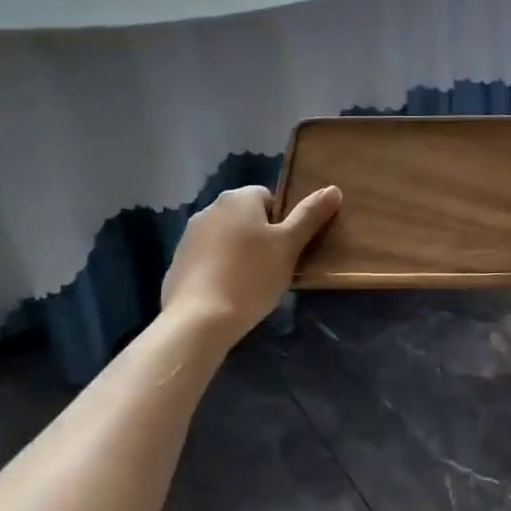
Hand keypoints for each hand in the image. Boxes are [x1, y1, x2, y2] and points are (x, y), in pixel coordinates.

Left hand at [162, 185, 341, 347]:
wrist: (198, 320)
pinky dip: (218, 270)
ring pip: (226, 238)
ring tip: (250, 284)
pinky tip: (226, 294)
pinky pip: (207, 259)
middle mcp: (211, 208)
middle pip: (246, 217)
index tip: (286, 250)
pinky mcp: (177, 262)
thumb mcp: (289, 245)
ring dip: (238, 253)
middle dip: (260, 237)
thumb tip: (333, 189)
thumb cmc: (251, 276)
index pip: (269, 198)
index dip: (282, 223)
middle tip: (273, 267)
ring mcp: (189, 236)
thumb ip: (310, 215)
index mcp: (239, 198)